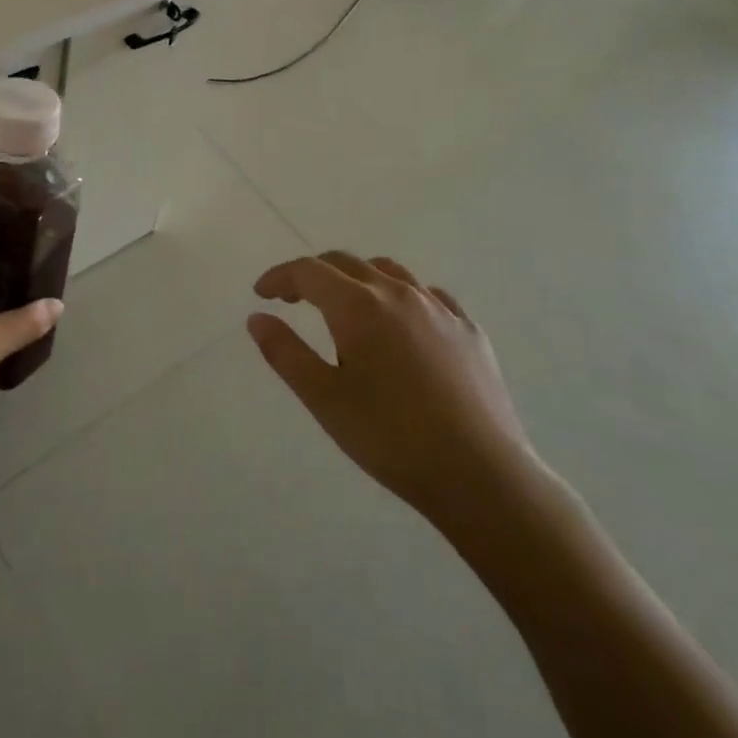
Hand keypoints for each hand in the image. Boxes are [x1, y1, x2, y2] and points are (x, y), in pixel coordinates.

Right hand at [248, 252, 543, 547]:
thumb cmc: (390, 438)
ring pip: (389, 272)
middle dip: (313, 274)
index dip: (279, 277)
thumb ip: (286, 353)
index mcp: (358, 306)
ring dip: (358, 279)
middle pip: (346, 263)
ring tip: (346, 306)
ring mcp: (439, 308)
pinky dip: (402, 297)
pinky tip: (403, 324)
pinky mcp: (469, 330)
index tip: (262, 294)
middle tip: (293, 299)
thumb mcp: (324, 399)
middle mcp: (398, 293)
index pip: (308, 271)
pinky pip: (429, 295)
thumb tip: (257, 318)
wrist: (480, 474)